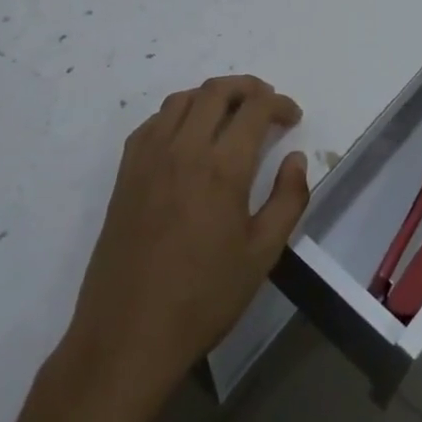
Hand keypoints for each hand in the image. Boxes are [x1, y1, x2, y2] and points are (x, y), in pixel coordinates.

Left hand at [68, 77, 308, 388]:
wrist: (128, 333)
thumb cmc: (204, 298)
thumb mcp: (262, 255)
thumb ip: (287, 199)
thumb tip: (295, 158)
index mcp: (222, 168)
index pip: (255, 108)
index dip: (279, 103)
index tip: (292, 116)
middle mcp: (184, 149)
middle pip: (217, 91)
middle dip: (248, 87)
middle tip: (267, 103)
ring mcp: (149, 157)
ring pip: (182, 99)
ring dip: (212, 95)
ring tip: (231, 114)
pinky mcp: (126, 172)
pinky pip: (154, 122)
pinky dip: (178, 114)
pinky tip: (188, 136)